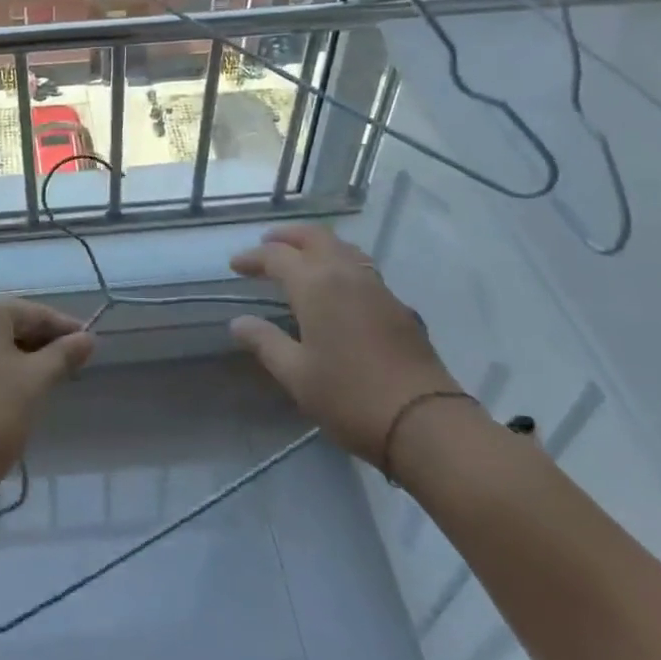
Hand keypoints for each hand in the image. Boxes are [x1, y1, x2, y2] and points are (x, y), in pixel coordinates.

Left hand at [0, 296, 94, 497]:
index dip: (64, 329)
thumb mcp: (37, 381)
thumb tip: (88, 339)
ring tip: (44, 379)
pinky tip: (10, 390)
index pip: (34, 313)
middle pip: (10, 324)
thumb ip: (64, 354)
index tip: (89, 344)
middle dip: (41, 342)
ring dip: (18, 356)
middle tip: (69, 365)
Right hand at [229, 225, 460, 464]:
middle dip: (287, 237)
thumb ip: (265, 342)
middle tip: (266, 246)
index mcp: (315, 285)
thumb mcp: (296, 375)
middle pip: (314, 237)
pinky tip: (337, 287)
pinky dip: (340, 263)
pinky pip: (362, 267)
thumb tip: (239, 323)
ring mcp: (377, 287)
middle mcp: (346, 274)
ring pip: (342, 248)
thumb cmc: (350, 397)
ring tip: (300, 259)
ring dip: (316, 245)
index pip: (277, 257)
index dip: (253, 258)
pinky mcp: (398, 305)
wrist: (425, 422)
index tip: (235, 265)